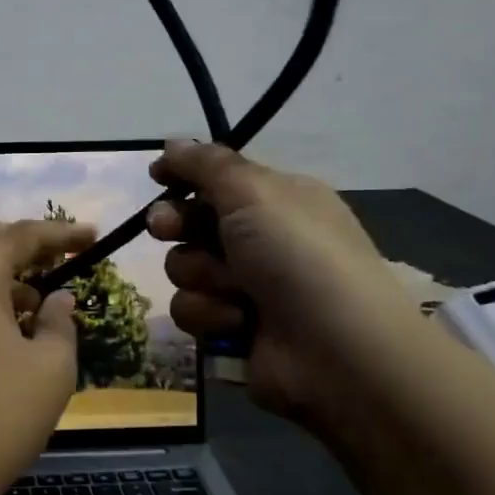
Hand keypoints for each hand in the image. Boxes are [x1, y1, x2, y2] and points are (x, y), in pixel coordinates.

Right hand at [147, 140, 423, 420]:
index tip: (157, 176)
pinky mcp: (232, 328)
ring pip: (184, 268)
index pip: (217, 179)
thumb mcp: (254, 192)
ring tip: (234, 290)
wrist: (337, 352)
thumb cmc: (298, 256)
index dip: (184, 176)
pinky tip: (239, 323)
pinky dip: (211, 315)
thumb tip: (173, 143)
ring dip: (202, 277)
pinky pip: (191, 310)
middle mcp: (260, 239)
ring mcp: (246, 287)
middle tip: (167, 227)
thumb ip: (206, 164)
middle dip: (176, 225)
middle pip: (191, 222)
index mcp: (277, 200)